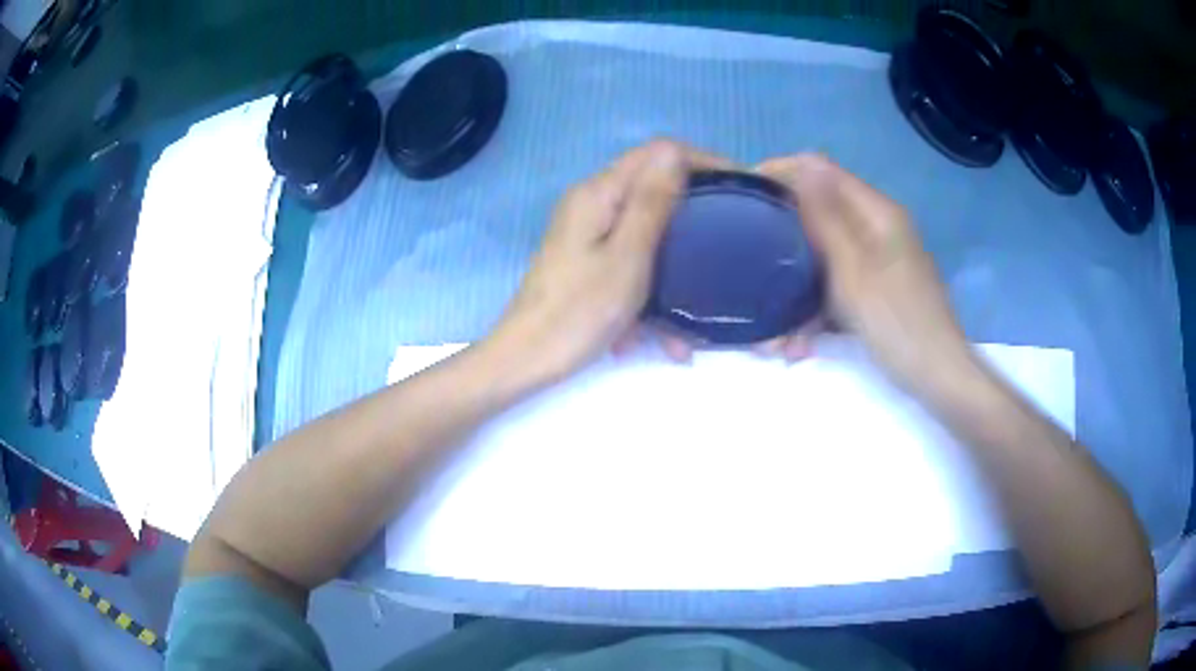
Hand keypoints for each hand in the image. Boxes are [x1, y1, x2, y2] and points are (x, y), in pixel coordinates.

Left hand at [490, 140, 731, 383]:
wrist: (526, 360)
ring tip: (697, 315)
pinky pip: (632, 265)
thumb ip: (651, 202)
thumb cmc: (578, 311)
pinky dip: (652, 293)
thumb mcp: (628, 256)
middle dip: (695, 216)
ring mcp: (588, 235)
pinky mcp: (588, 263)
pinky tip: (665, 337)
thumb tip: (673, 152)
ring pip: (647, 235)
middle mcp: (592, 205)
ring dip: (675, 268)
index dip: (702, 162)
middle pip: (654, 191)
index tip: (739, 189)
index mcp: (599, 194)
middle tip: (731, 241)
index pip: (659, 153)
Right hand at [755, 154, 976, 394]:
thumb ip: (826, 219)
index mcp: (877, 213)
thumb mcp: (854, 272)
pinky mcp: (878, 287)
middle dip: (786, 236)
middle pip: (821, 213)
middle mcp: (878, 228)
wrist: (938, 378)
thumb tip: (804, 164)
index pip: (822, 171)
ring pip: (826, 254)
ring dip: (798, 282)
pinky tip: (803, 340)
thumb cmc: (897, 325)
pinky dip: (818, 305)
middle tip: (751, 261)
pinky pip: (838, 283)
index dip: (783, 175)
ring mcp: (880, 259)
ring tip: (776, 329)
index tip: (746, 196)